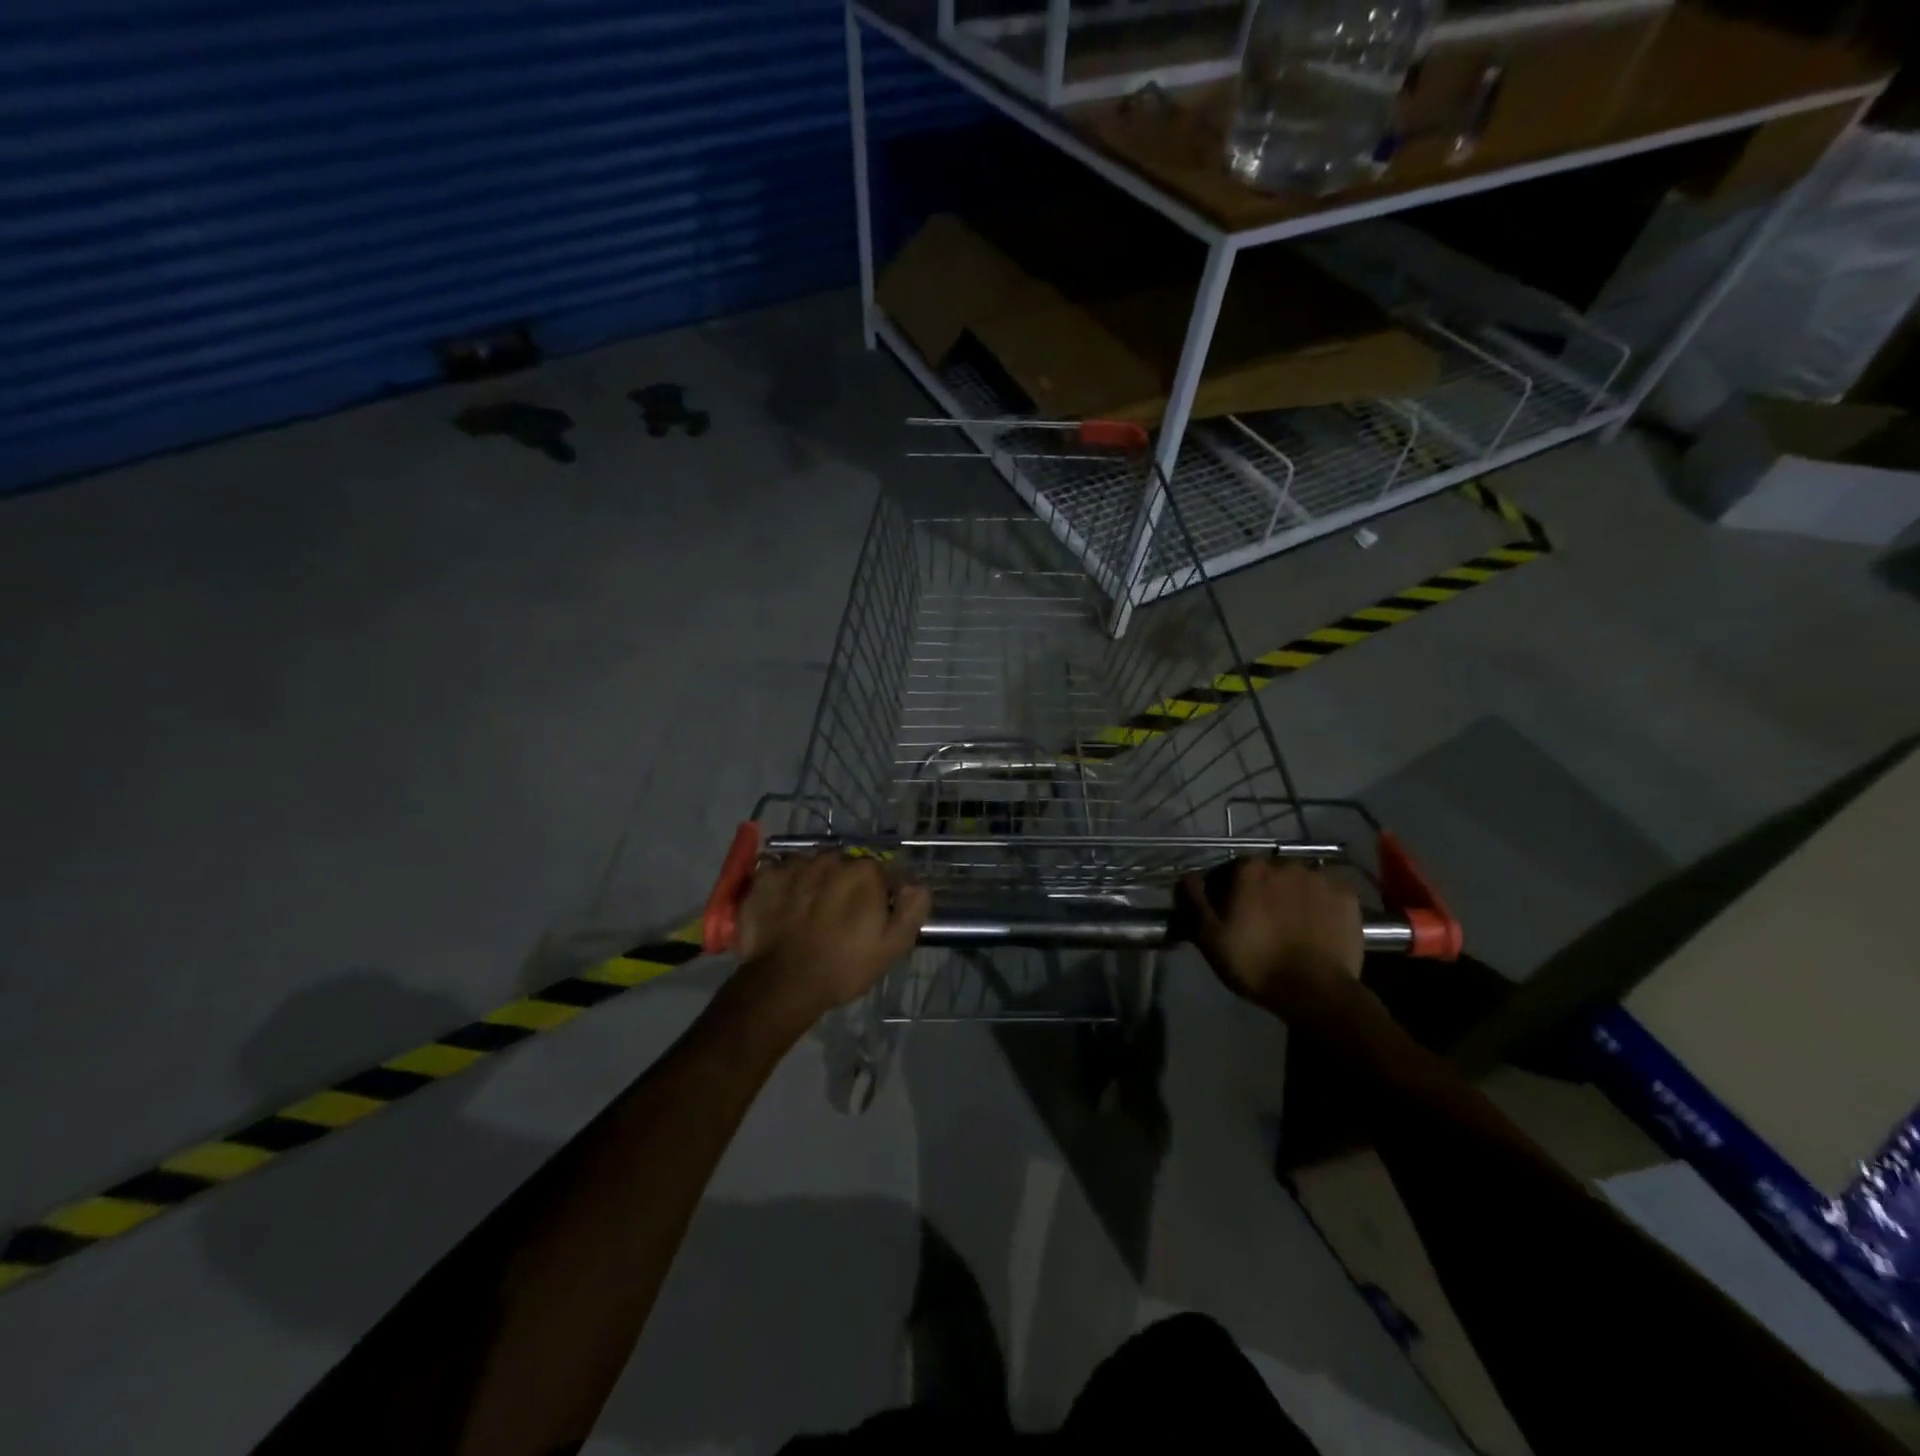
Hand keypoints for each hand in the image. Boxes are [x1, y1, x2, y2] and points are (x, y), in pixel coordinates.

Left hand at [734, 853, 930, 1024]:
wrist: (784, 984)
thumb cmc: (844, 966)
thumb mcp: (893, 946)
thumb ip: (912, 909)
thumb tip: (916, 884)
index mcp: (865, 872)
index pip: (880, 873)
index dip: (878, 895)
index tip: (871, 918)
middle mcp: (831, 859)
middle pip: (845, 867)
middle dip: (845, 885)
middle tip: (838, 918)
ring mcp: (795, 865)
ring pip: (813, 868)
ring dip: (815, 883)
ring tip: (808, 914)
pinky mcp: (766, 877)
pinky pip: (781, 873)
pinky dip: (785, 887)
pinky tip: (784, 910)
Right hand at [1180, 859, 1369, 1026]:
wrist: (1316, 992)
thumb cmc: (1255, 963)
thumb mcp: (1208, 936)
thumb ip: (1193, 900)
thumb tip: (1188, 876)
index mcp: (1249, 869)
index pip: (1228, 871)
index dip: (1223, 893)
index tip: (1226, 916)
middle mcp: (1285, 863)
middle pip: (1264, 873)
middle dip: (1259, 891)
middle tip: (1258, 922)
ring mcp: (1320, 878)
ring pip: (1296, 881)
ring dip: (1289, 895)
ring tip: (1289, 925)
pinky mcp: (1347, 896)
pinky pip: (1325, 892)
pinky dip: (1318, 903)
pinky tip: (1314, 925)